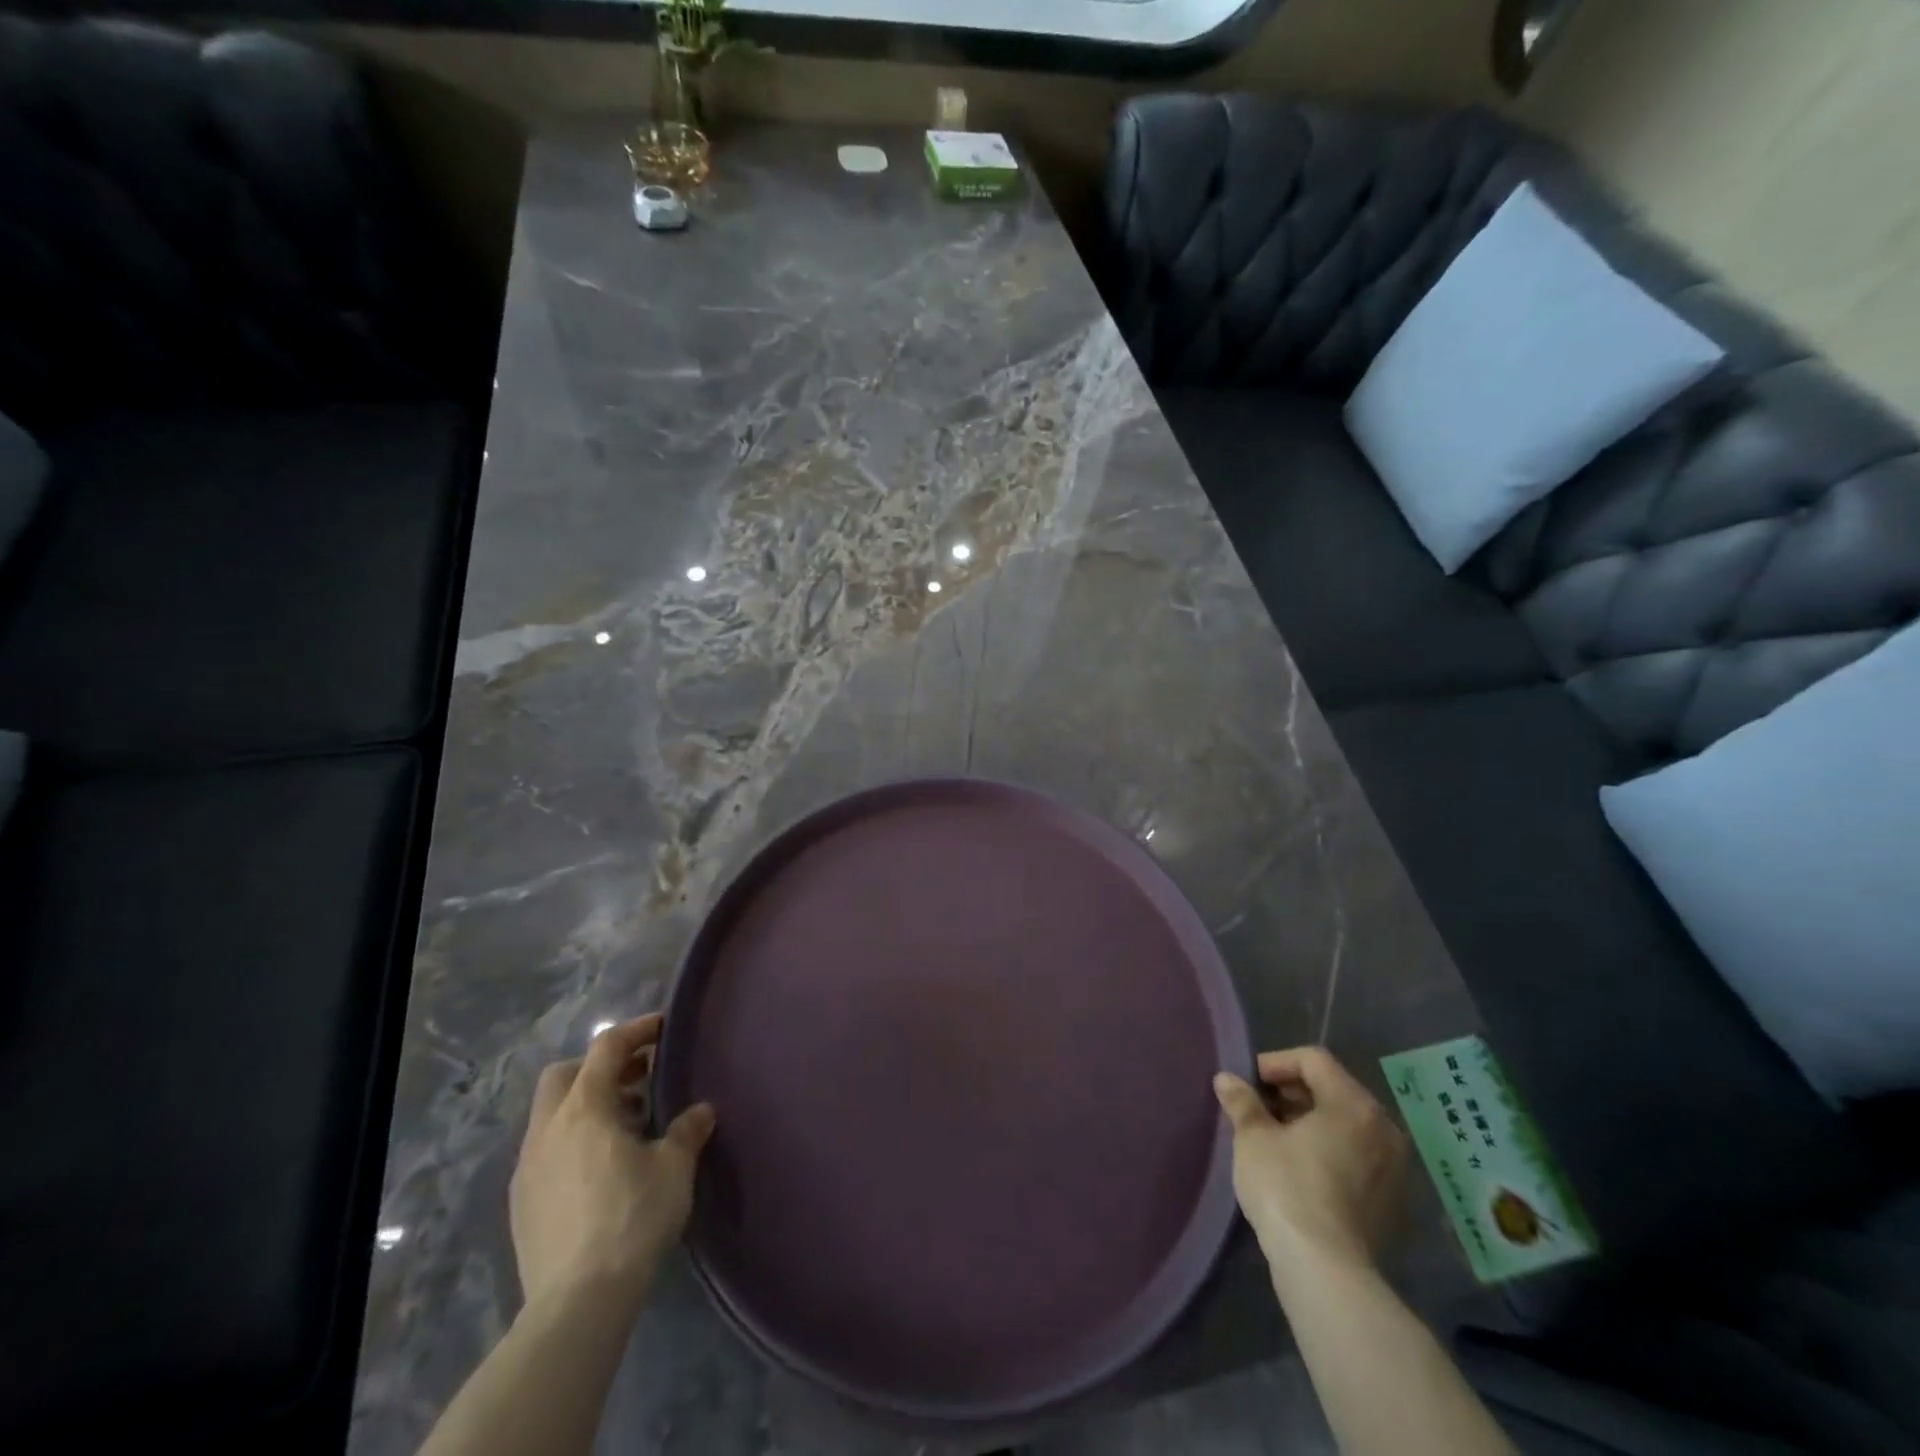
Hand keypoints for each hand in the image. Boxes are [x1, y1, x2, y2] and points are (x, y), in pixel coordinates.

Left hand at [510, 1013, 714, 1311]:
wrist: (577, 1302)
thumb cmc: (632, 1217)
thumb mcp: (674, 1168)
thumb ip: (687, 1131)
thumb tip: (701, 1111)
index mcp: (585, 1108)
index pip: (606, 1047)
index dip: (636, 1031)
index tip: (663, 1029)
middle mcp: (548, 1128)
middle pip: (564, 1075)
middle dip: (599, 1068)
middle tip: (638, 1079)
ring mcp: (528, 1167)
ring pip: (552, 1114)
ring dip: (587, 1106)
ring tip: (627, 1127)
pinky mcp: (521, 1203)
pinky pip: (547, 1151)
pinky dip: (573, 1141)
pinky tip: (601, 1169)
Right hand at [1213, 1046, 1407, 1275]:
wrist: (1326, 1271)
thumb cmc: (1286, 1188)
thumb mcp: (1253, 1138)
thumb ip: (1242, 1102)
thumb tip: (1227, 1079)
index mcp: (1353, 1104)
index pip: (1313, 1060)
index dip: (1276, 1062)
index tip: (1249, 1082)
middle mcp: (1383, 1128)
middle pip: (1334, 1089)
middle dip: (1293, 1093)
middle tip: (1259, 1108)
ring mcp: (1394, 1167)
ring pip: (1347, 1125)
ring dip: (1311, 1122)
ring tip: (1276, 1138)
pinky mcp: (1393, 1202)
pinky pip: (1358, 1156)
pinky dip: (1330, 1150)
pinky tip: (1301, 1169)